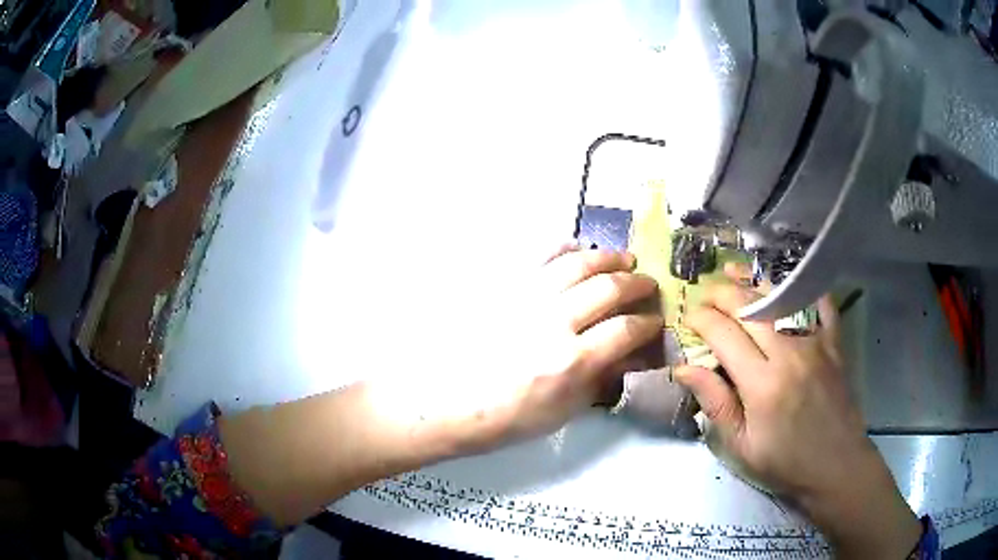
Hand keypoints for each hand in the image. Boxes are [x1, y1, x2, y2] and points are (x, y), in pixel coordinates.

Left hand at [220, 246, 662, 527]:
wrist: (438, 403)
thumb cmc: (499, 421)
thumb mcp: (558, 415)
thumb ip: (596, 382)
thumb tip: (625, 357)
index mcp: (571, 362)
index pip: (627, 331)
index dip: (648, 324)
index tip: (655, 323)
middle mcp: (554, 322)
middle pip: (609, 289)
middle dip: (637, 285)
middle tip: (647, 285)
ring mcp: (526, 298)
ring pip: (578, 264)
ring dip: (608, 258)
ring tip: (624, 259)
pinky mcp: (502, 286)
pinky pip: (539, 257)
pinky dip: (564, 248)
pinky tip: (576, 248)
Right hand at [674, 264, 920, 558]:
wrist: (836, 464)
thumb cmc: (785, 462)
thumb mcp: (741, 445)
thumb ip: (715, 403)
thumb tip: (684, 368)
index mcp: (762, 384)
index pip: (724, 334)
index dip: (701, 320)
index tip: (687, 319)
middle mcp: (789, 353)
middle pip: (750, 308)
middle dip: (721, 294)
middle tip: (704, 295)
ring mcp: (816, 342)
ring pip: (780, 297)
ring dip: (752, 279)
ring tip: (731, 271)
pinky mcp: (834, 342)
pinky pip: (820, 302)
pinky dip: (803, 286)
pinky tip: (786, 280)